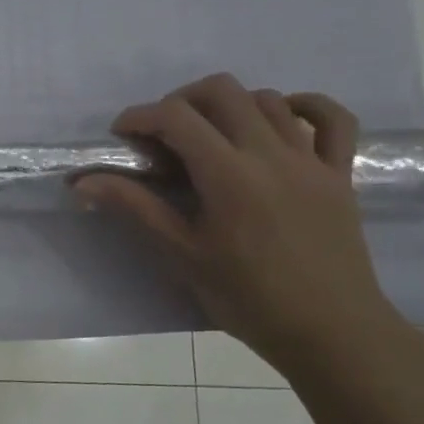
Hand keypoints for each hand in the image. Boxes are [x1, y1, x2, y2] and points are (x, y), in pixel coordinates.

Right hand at [72, 74, 412, 376]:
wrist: (330, 332)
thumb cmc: (247, 298)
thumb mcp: (181, 254)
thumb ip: (135, 207)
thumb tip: (83, 182)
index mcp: (228, 175)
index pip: (176, 117)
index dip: (140, 116)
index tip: (121, 136)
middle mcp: (271, 153)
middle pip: (222, 90)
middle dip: (181, 100)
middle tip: (163, 133)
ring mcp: (311, 160)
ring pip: (268, 99)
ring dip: (229, 105)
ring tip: (209, 136)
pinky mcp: (340, 173)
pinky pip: (333, 119)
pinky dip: (303, 106)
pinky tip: (279, 120)